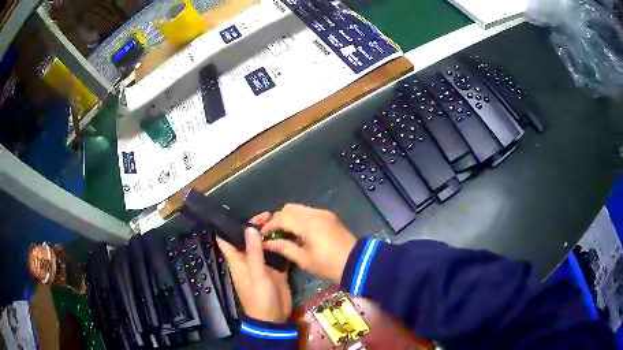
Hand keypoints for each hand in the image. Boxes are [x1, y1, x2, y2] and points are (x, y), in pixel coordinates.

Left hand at [216, 213, 291, 322]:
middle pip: (248, 239)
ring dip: (269, 234)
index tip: (233, 211)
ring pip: (263, 245)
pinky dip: (281, 246)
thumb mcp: (256, 274)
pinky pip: (277, 254)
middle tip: (269, 214)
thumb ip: (254, 252)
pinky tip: (289, 236)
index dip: (226, 226)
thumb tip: (250, 228)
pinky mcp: (275, 270)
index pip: (226, 239)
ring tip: (280, 221)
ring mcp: (263, 264)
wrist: (274, 317)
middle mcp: (248, 259)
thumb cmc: (260, 297)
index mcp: (237, 260)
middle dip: (255, 226)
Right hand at [260, 204, 356, 283]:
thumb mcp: (303, 259)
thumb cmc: (328, 264)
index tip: (262, 236)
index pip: (281, 218)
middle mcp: (315, 213)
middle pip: (288, 208)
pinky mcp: (329, 217)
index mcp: (308, 223)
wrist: (356, 263)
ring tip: (283, 233)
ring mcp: (323, 213)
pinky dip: (299, 219)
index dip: (269, 226)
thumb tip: (266, 243)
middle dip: (277, 219)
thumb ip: (283, 247)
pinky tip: (297, 232)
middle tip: (272, 234)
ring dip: (288, 218)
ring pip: (298, 209)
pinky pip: (308, 212)